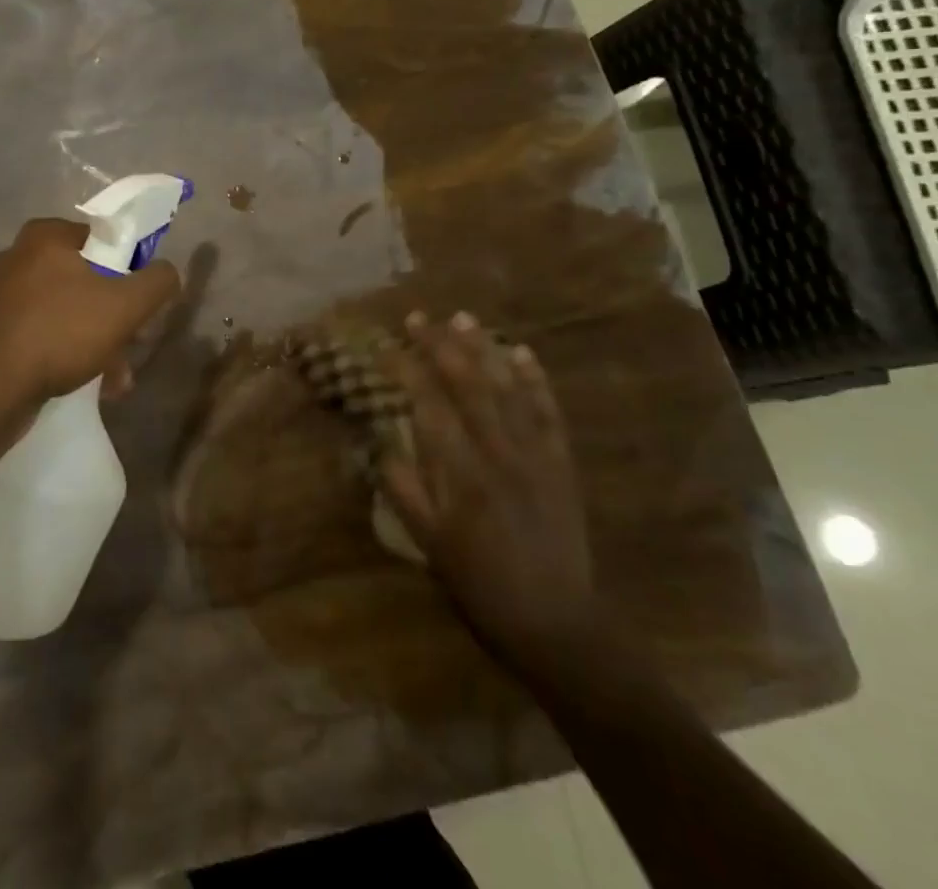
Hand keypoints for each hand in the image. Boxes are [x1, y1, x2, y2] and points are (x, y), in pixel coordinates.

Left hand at [0, 217, 181, 423]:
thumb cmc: (59, 333)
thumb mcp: (125, 305)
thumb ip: (158, 281)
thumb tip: (168, 272)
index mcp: (46, 235)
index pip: (105, 239)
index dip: (132, 270)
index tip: (141, 304)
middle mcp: (18, 256)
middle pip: (88, 279)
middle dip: (116, 317)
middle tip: (132, 346)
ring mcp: (1, 294)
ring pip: (68, 311)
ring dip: (98, 342)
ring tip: (115, 380)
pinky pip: (43, 333)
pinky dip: (68, 352)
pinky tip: (87, 384)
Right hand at [379, 312, 598, 671]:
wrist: (554, 622)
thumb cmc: (479, 582)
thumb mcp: (427, 542)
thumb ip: (401, 486)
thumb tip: (376, 439)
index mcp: (462, 472)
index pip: (428, 404)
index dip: (404, 370)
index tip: (382, 345)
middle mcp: (500, 452)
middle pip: (467, 384)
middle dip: (439, 345)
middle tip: (417, 317)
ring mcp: (536, 454)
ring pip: (507, 388)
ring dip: (482, 349)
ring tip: (462, 317)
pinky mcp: (561, 463)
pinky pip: (548, 412)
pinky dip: (535, 379)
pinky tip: (521, 352)